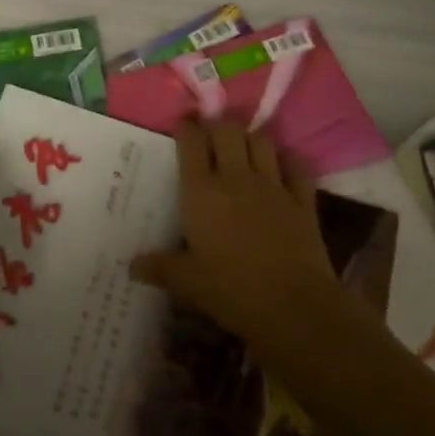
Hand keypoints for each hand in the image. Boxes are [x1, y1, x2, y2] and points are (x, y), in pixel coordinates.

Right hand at [129, 118, 351, 354]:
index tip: (182, 126)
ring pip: (261, 140)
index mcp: (202, 192)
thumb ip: (160, 268)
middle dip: (218, 127)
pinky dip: (287, 160)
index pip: (191, 142)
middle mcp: (236, 178)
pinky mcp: (302, 200)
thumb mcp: (188, 283)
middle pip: (227, 130)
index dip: (186, 128)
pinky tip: (281, 166)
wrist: (295, 309)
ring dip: (250, 138)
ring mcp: (273, 186)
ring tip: (243, 147)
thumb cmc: (232, 292)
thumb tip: (131, 265)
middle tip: (211, 137)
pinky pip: (296, 166)